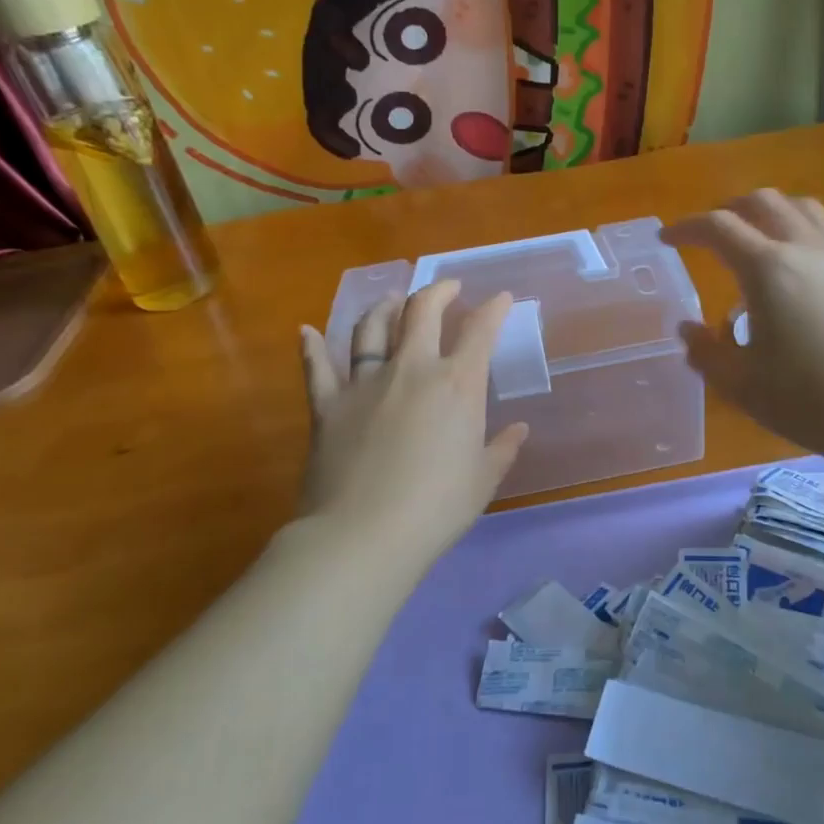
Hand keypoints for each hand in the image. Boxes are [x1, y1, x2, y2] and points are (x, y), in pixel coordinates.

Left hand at [295, 281, 527, 566]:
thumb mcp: (482, 480)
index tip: (501, 298)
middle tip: (448, 287)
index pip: (480, 331)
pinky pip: (317, 367)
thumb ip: (502, 449)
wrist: (363, 535)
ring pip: (371, 328)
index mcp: (456, 385)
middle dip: (439, 291)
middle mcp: (411, 370)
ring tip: (392, 301)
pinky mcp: (327, 405)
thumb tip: (518, 429)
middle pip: (422, 311)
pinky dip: (310, 347)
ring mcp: (364, 383)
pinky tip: (305, 331)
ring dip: (384, 307)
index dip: (494, 309)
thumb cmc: (436, 508)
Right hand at [663, 190, 823, 469]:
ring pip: (803, 208)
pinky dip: (803, 232)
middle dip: (730, 209)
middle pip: (764, 202)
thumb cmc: (809, 399)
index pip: (718, 227)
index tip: (668, 239)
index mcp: (768, 268)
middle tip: (711, 234)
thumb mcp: (741, 384)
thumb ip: (706, 352)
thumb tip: (688, 329)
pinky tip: (801, 267)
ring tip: (758, 237)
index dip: (687, 228)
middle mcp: (806, 249)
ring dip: (771, 212)